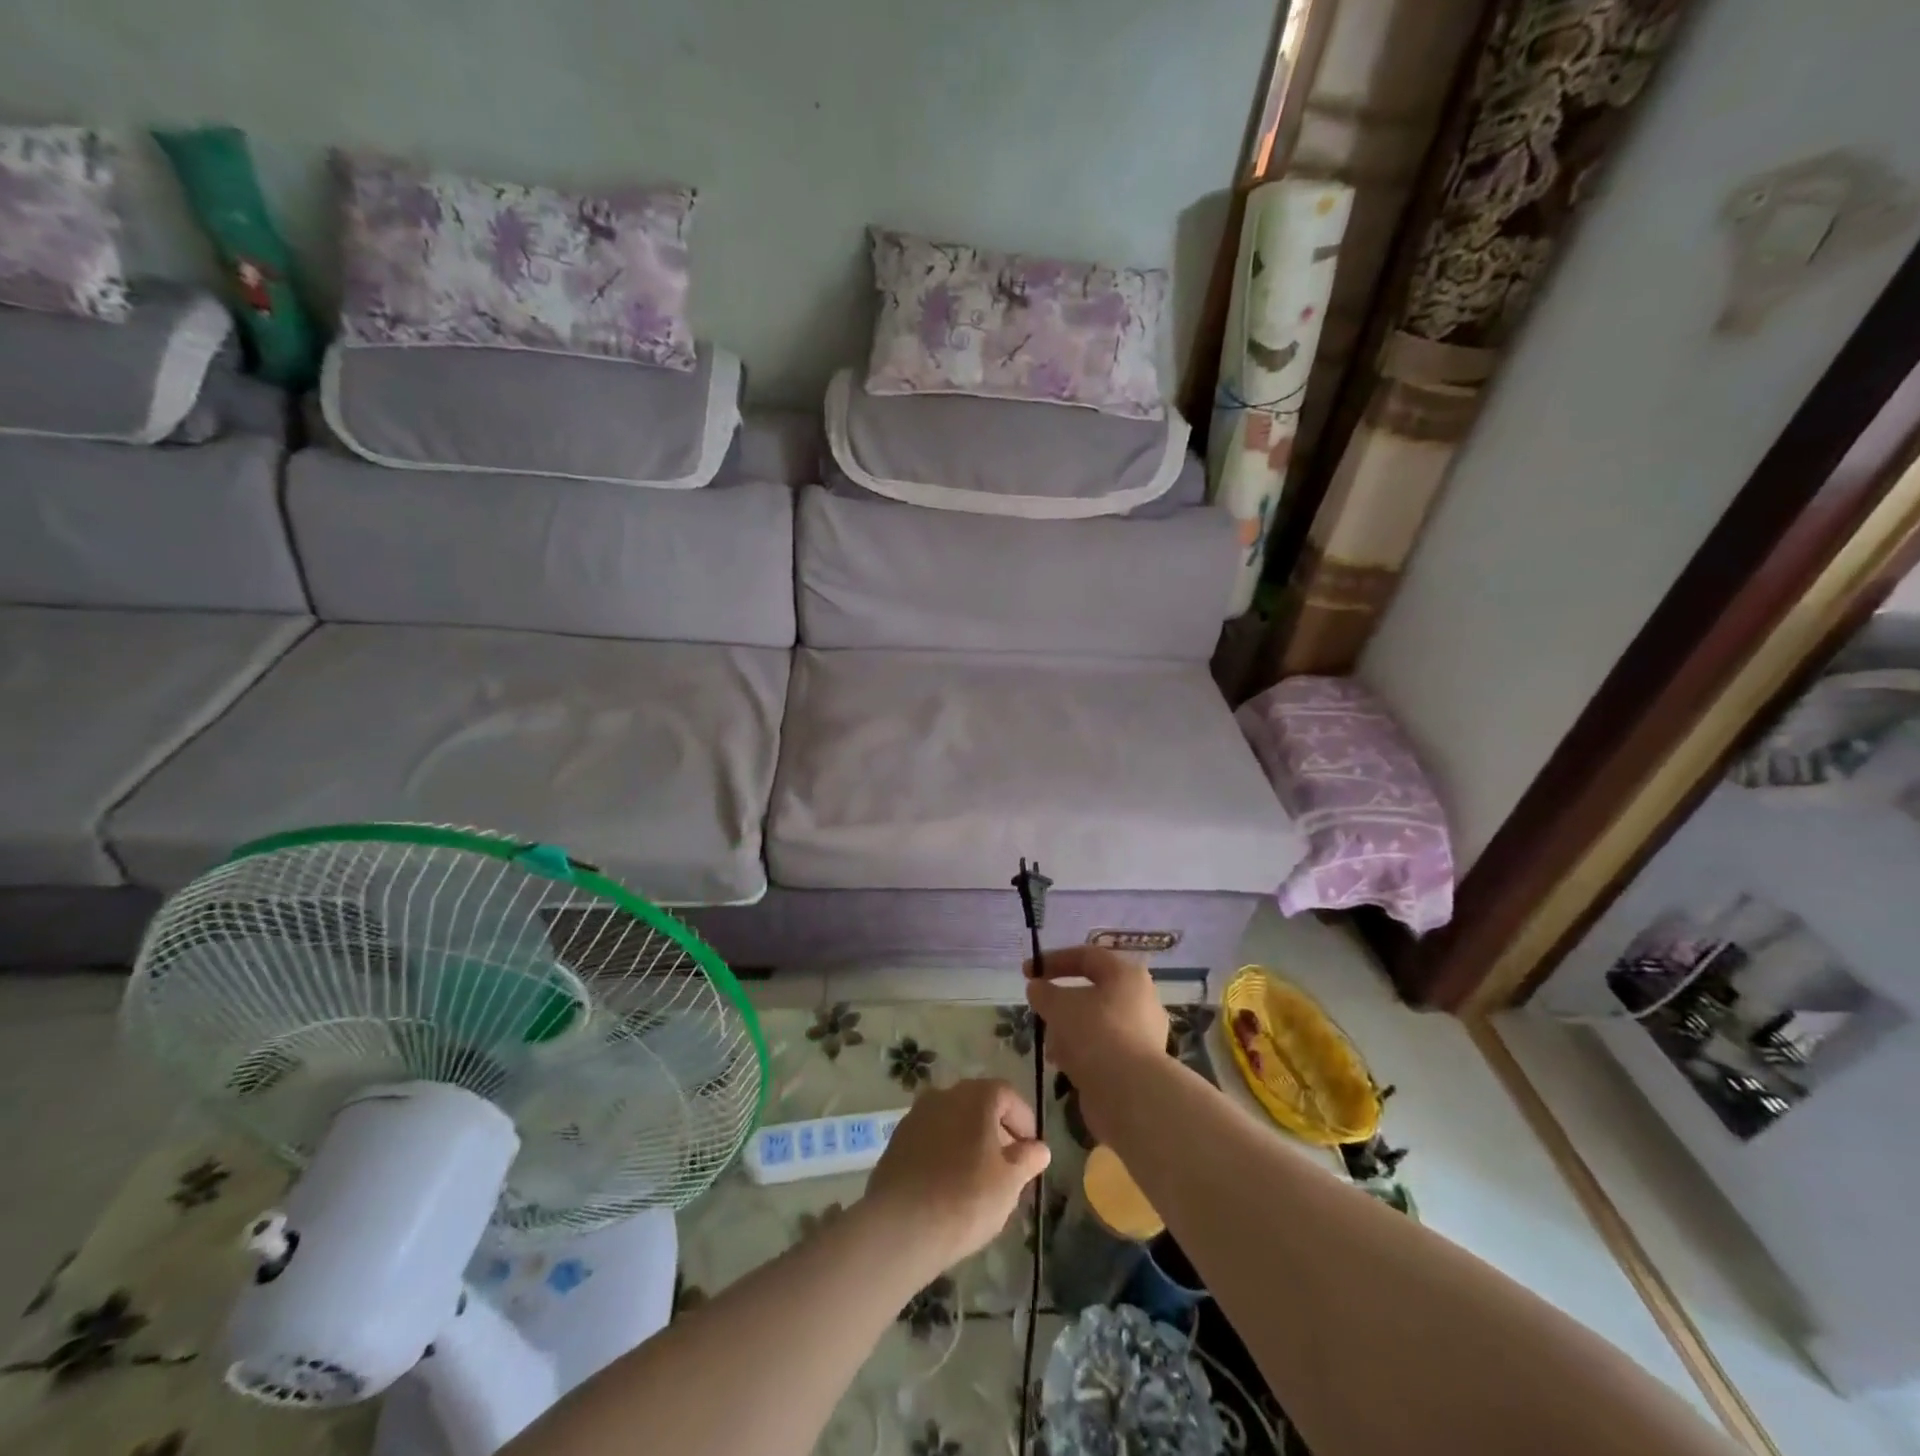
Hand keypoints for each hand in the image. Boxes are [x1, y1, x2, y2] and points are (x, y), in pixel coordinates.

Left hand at [861, 1079, 1050, 1277]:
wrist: (901, 1225)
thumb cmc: (966, 1199)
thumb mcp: (1009, 1183)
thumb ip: (1026, 1159)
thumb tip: (1039, 1148)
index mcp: (975, 1097)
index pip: (1007, 1094)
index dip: (1023, 1119)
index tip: (1031, 1149)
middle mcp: (944, 1095)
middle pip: (977, 1103)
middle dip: (996, 1129)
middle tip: (1008, 1163)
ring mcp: (916, 1115)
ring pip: (952, 1119)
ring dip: (969, 1139)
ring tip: (979, 1176)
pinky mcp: (897, 1140)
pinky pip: (931, 1137)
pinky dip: (945, 1150)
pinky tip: (949, 1183)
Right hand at [1025, 946, 1169, 1142]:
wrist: (1131, 1095)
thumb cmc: (1094, 1035)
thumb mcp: (1059, 1006)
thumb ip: (1043, 992)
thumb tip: (1037, 988)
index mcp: (1126, 975)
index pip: (1086, 956)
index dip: (1053, 960)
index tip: (1027, 972)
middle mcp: (1140, 1000)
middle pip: (1093, 991)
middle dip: (1062, 1001)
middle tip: (1040, 1010)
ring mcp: (1143, 1034)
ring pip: (1097, 1022)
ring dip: (1069, 1030)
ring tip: (1049, 1045)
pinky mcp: (1138, 1065)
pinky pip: (1104, 1048)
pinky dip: (1082, 1052)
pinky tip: (1063, 1065)